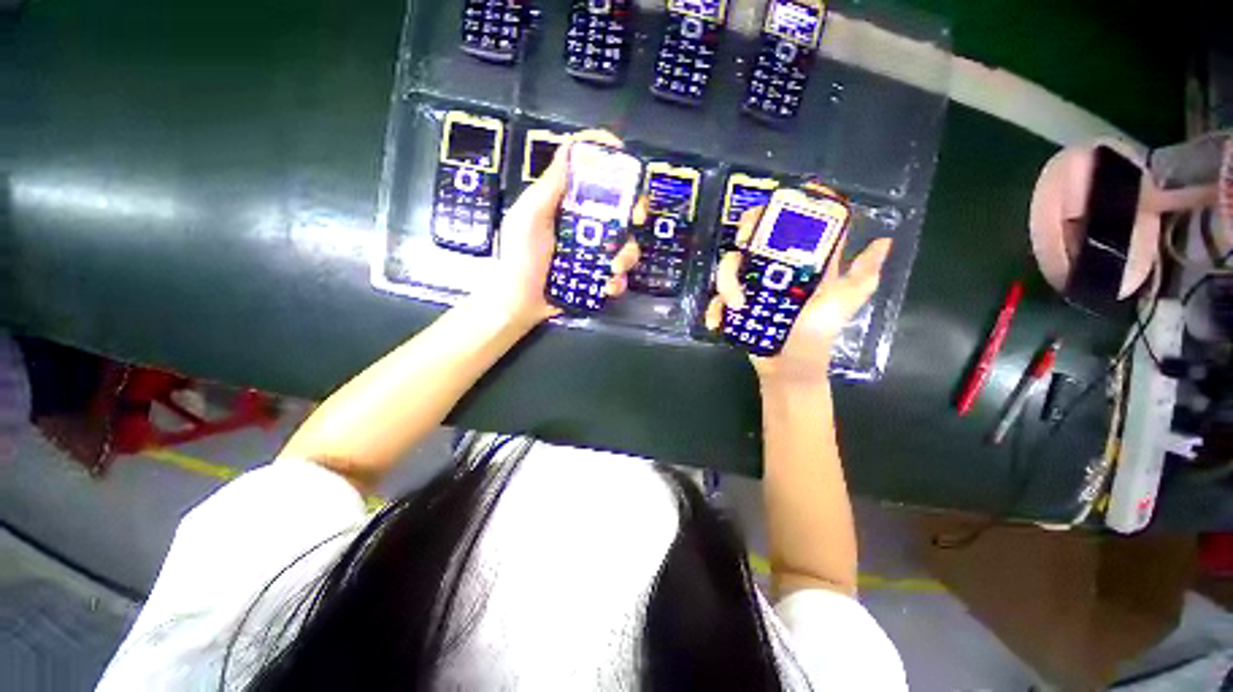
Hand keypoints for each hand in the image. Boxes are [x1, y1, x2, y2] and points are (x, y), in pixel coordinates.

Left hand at [477, 129, 643, 325]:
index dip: (607, 156)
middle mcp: (583, 222)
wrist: (519, 302)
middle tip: (637, 218)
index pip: (588, 170)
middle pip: (619, 204)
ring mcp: (593, 250)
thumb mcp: (528, 217)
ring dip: (627, 253)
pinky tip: (608, 285)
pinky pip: (619, 273)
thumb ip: (549, 187)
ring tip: (614, 267)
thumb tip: (572, 148)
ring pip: (625, 241)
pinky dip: (618, 280)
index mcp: (565, 202)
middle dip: (635, 208)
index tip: (624, 156)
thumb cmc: (518, 258)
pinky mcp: (597, 274)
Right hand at [704, 184, 891, 387]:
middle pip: (754, 236)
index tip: (779, 204)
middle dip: (745, 233)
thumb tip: (885, 240)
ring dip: (727, 282)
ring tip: (738, 305)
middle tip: (743, 243)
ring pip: (729, 266)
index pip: (795, 226)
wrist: (789, 367)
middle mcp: (773, 269)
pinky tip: (719, 321)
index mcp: (800, 264)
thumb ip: (862, 275)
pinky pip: (717, 299)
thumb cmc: (817, 334)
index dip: (788, 209)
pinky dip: (714, 308)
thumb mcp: (843, 303)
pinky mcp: (734, 306)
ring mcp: (750, 287)